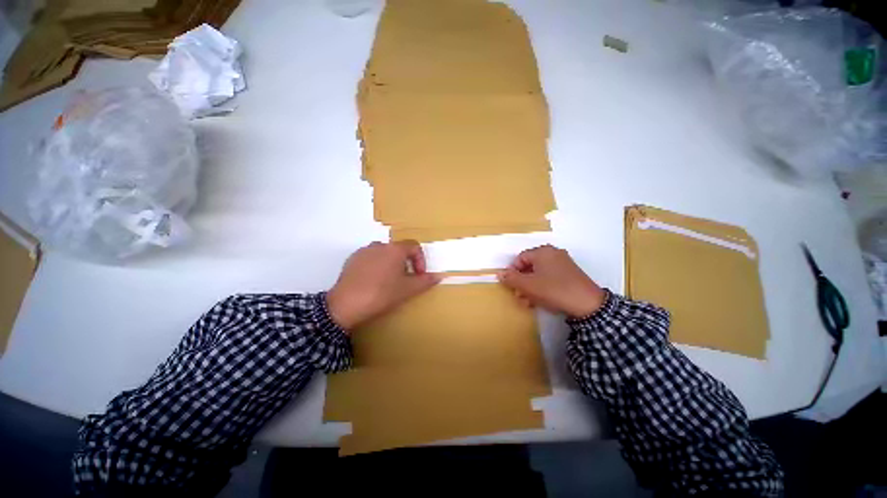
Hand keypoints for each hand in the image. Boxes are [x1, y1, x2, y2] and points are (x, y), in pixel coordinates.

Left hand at [327, 240, 440, 330]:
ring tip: (388, 282)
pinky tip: (372, 282)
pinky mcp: (352, 259)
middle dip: (405, 263)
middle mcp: (379, 245)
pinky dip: (376, 266)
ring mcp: (364, 251)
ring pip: (384, 254)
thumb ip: (425, 281)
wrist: (345, 304)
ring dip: (390, 264)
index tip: (419, 275)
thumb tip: (438, 276)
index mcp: (395, 249)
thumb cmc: (381, 294)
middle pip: (398, 250)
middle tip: (404, 280)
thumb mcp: (407, 290)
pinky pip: (370, 258)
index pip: (414, 246)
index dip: (420, 260)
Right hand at [498, 245, 605, 317]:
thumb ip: (511, 278)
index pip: (520, 258)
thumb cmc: (553, 290)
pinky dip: (542, 287)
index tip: (512, 286)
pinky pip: (550, 277)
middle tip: (519, 296)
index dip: (513, 272)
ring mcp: (563, 264)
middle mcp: (553, 254)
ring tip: (528, 302)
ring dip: (531, 287)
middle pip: (530, 266)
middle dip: (522, 282)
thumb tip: (499, 273)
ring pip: (539, 274)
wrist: (588, 304)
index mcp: (542, 252)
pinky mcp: (570, 274)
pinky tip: (540, 300)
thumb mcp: (528, 285)